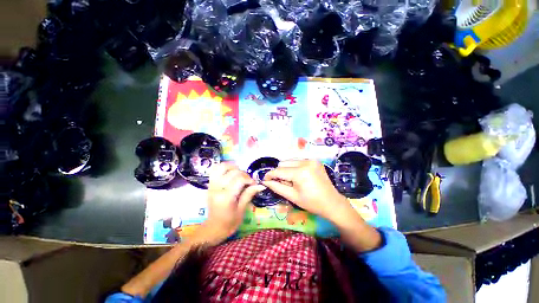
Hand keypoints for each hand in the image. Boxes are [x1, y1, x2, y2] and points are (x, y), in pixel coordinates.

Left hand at [201, 163, 264, 243]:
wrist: (213, 228)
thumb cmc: (229, 222)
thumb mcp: (242, 210)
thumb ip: (249, 194)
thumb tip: (261, 185)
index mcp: (226, 197)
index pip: (240, 179)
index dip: (249, 179)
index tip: (254, 184)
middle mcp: (217, 188)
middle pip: (233, 172)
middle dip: (244, 174)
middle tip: (248, 181)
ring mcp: (212, 185)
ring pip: (222, 167)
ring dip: (233, 167)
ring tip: (239, 174)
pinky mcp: (210, 184)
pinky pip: (215, 169)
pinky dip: (223, 167)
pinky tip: (230, 172)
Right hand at [262, 160, 350, 221]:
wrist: (332, 202)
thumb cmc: (312, 203)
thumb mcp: (292, 197)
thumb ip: (277, 187)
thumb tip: (265, 181)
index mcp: (300, 173)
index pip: (279, 170)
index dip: (270, 174)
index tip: (264, 179)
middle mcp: (306, 162)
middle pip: (283, 163)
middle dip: (280, 173)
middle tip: (284, 183)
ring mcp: (311, 160)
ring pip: (290, 161)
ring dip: (287, 169)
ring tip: (292, 180)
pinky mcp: (314, 160)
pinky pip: (298, 161)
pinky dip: (294, 167)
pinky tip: (299, 176)